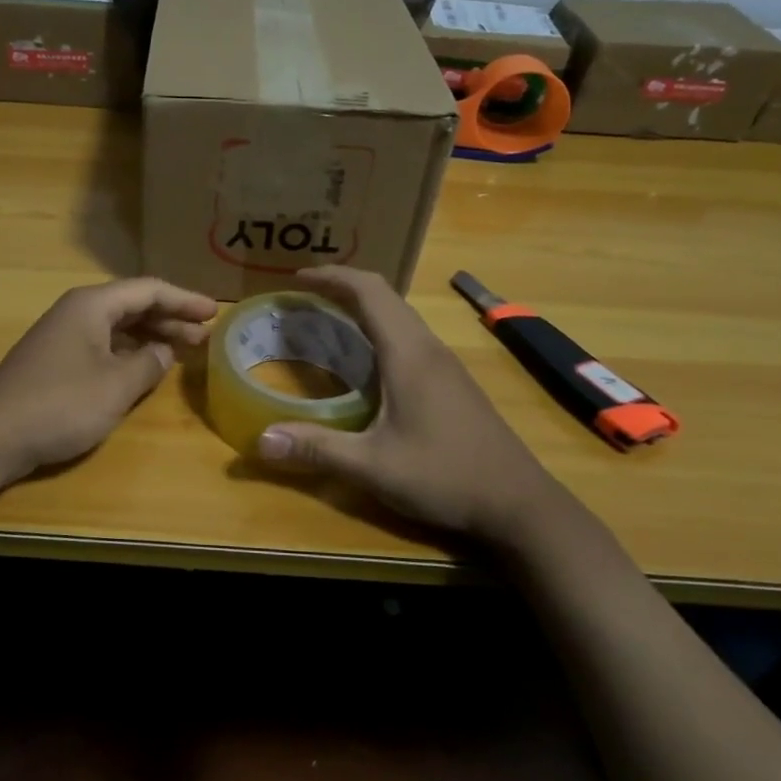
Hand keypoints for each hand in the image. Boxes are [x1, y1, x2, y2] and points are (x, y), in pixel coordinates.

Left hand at [0, 278, 217, 483]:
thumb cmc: (59, 405)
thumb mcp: (115, 386)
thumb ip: (148, 364)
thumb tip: (162, 351)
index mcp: (91, 305)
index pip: (148, 290)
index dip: (184, 299)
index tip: (215, 312)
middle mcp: (77, 312)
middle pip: (133, 305)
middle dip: (171, 318)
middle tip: (206, 335)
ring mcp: (63, 336)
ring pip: (118, 327)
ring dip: (151, 336)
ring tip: (184, 350)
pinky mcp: (56, 361)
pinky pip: (104, 345)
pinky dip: (129, 352)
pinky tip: (145, 368)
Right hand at [255, 266, 568, 544]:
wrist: (520, 505)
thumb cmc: (446, 477)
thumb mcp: (374, 466)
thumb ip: (317, 449)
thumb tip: (260, 440)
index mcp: (409, 354)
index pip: (369, 291)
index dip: (331, 276)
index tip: (295, 278)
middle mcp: (428, 349)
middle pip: (384, 296)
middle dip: (341, 287)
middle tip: (300, 299)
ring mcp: (446, 365)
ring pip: (399, 317)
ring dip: (362, 308)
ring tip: (324, 322)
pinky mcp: (453, 383)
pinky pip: (409, 338)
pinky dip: (378, 331)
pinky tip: (364, 362)